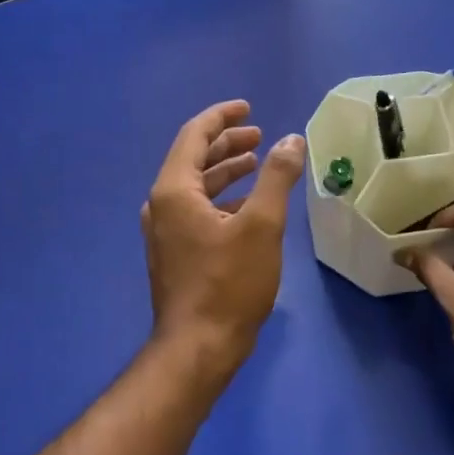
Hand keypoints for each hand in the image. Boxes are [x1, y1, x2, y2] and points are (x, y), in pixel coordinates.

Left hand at [141, 100, 305, 380]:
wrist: (199, 346)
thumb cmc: (230, 283)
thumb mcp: (262, 225)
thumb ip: (276, 177)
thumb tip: (292, 140)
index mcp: (174, 191)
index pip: (194, 136)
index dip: (222, 117)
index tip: (248, 108)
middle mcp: (161, 206)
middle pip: (193, 159)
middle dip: (227, 143)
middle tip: (259, 135)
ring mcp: (164, 232)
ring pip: (195, 187)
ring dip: (225, 171)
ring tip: (257, 163)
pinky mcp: (174, 253)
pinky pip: (196, 210)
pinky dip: (221, 198)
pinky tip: (248, 205)